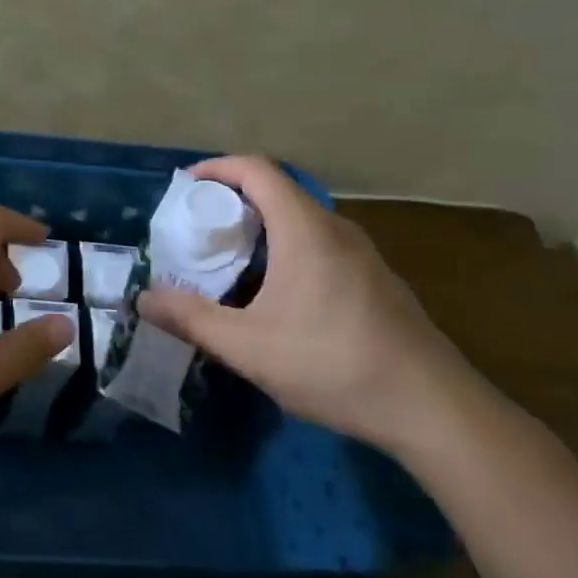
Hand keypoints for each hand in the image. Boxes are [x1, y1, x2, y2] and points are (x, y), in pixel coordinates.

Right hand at [137, 155, 472, 449]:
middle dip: (232, 199)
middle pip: (278, 190)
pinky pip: (320, 243)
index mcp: (304, 229)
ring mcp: (362, 254)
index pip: (256, 169)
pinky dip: (287, 247)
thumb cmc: (334, 364)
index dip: (217, 168)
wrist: (434, 409)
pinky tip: (277, 294)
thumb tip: (143, 299)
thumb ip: (191, 319)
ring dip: (261, 226)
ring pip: (301, 219)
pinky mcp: (375, 280)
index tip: (185, 186)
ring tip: (230, 259)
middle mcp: (335, 229)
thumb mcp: (249, 347)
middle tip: (199, 228)